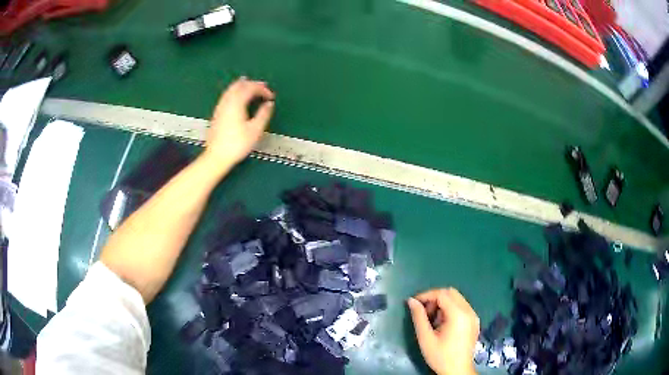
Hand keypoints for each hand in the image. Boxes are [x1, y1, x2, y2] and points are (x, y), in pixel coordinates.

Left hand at [203, 77, 275, 167]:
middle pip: (239, 85)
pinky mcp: (217, 114)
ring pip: (231, 89)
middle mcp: (227, 102)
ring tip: (250, 85)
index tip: (271, 96)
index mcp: (237, 103)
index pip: (251, 88)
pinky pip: (226, 96)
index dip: (262, 89)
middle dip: (252, 84)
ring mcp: (220, 107)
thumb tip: (269, 104)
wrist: (216, 156)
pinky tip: (237, 97)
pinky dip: (234, 91)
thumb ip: (263, 114)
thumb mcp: (255, 130)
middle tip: (263, 86)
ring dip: (242, 86)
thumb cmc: (237, 144)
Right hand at [407, 288, 479, 374]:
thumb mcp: (425, 338)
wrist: (458, 371)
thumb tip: (411, 301)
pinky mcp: (474, 321)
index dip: (426, 295)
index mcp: (458, 315)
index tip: (413, 302)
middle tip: (423, 312)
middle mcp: (469, 311)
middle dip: (435, 298)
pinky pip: (462, 306)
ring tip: (432, 320)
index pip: (442, 294)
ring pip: (457, 298)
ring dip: (443, 303)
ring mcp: (474, 315)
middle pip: (451, 293)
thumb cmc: (440, 356)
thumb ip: (418, 317)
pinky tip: (443, 323)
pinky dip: (450, 308)